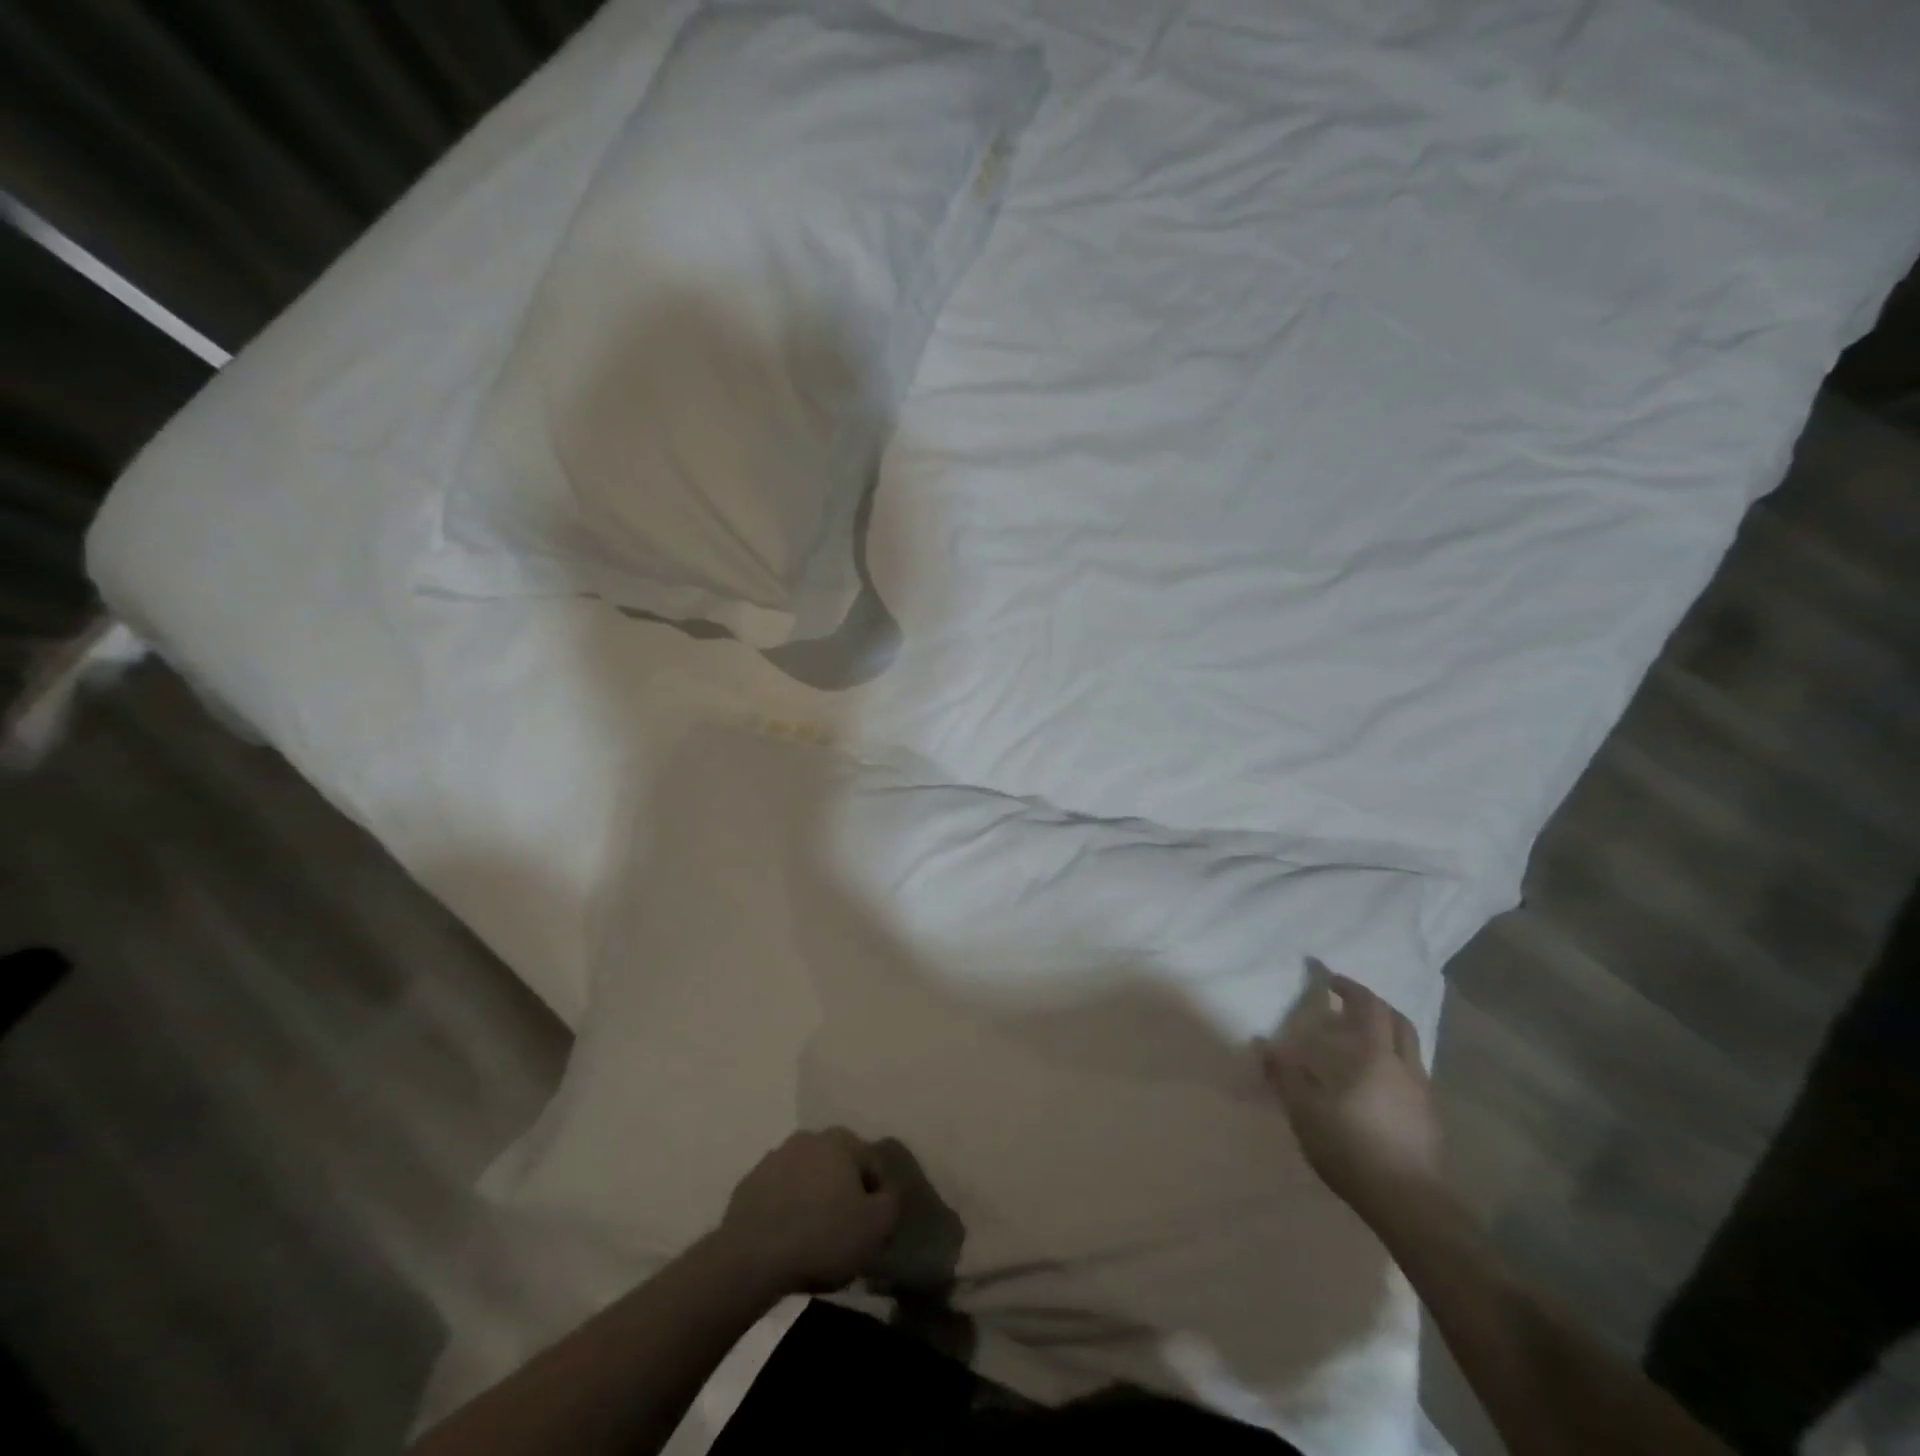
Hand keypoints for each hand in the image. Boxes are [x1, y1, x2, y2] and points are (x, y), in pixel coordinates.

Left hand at [715, 1129, 900, 1295]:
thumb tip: (887, 1194)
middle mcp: (809, 1137)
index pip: (873, 1164)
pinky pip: (779, 1195)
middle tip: (846, 1231)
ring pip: (807, 1178)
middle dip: (845, 1192)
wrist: (750, 1258)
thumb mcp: (876, 1227)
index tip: (874, 1230)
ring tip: (814, 1238)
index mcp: (841, 1140)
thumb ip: (891, 1203)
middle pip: (839, 1166)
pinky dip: (787, 1210)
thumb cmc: (822, 1237)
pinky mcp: (749, 1184)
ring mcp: (774, 1158)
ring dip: (814, 1199)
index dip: (879, 1198)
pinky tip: (787, 1239)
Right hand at [1260, 961, 1442, 1223]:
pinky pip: (1412, 1076)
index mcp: (1376, 1056)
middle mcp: (1405, 1067)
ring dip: (1387, 1035)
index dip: (1350, 987)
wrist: (1407, 1204)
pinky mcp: (1429, 1121)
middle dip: (1375, 1005)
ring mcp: (1423, 1094)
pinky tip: (1374, 1084)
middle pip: (1398, 1021)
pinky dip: (1393, 1064)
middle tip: (1349, 1003)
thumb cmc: (1351, 1147)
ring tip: (1359, 1043)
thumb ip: (1284, 1074)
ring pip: (1410, 1049)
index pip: (1368, 1006)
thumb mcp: (1304, 1109)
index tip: (1329, 977)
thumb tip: (1264, 1044)